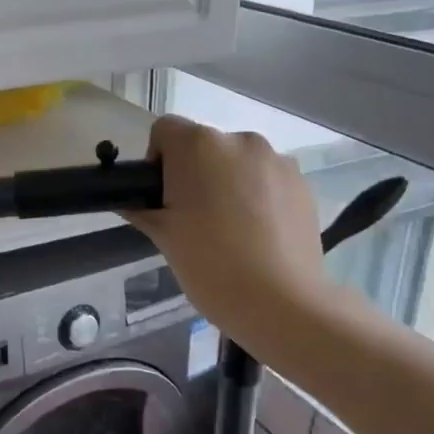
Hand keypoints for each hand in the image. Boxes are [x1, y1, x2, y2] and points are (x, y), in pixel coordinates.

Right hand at [126, 116, 328, 331]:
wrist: (281, 302)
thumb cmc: (210, 265)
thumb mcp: (162, 237)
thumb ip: (142, 208)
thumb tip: (131, 201)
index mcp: (199, 145)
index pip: (164, 131)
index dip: (157, 161)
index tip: (162, 198)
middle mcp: (240, 140)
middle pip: (204, 146)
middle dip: (194, 173)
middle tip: (192, 220)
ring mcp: (276, 160)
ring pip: (237, 162)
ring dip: (228, 183)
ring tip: (230, 230)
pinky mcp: (302, 183)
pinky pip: (266, 179)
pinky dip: (257, 196)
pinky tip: (258, 235)